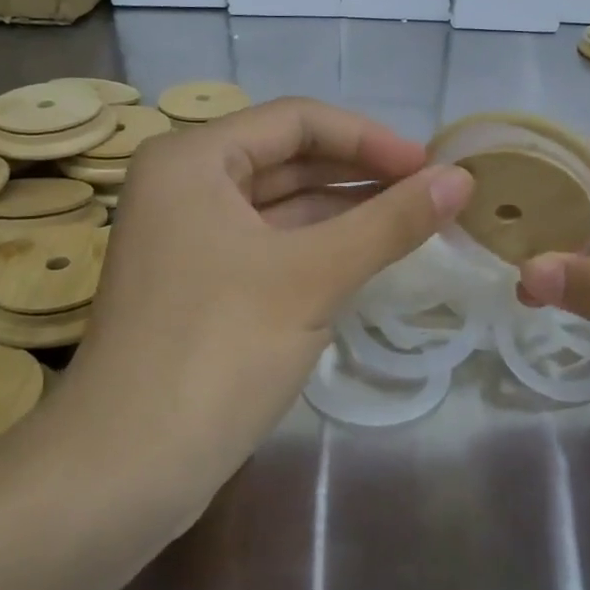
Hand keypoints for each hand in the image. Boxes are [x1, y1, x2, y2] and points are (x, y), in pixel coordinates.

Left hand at [67, 98, 472, 484]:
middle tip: (431, 194)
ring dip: (345, 212)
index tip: (430, 166)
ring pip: (281, 206)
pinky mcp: (199, 285)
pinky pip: (270, 246)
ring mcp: (187, 238)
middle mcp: (183, 185)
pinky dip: (318, 247)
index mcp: (192, 159)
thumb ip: (391, 221)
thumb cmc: (218, 350)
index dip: (370, 138)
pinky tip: (368, 256)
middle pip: (288, 159)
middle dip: (360, 174)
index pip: (297, 120)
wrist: (126, 469)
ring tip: (414, 222)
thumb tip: (463, 178)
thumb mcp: (313, 276)